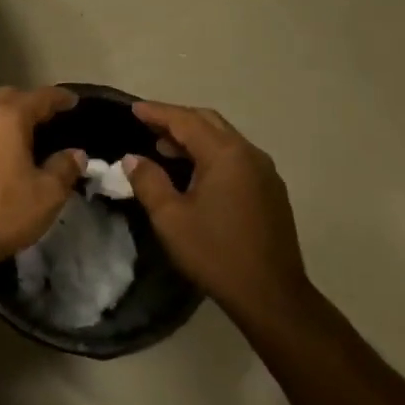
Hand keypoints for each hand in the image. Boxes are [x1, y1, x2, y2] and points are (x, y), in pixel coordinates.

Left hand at [0, 87, 85, 269]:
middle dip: (27, 103)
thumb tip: (76, 154)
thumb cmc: (2, 211)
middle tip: (44, 116)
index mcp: (6, 118)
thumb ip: (64, 169)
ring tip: (16, 139)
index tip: (73, 100)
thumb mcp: (47, 195)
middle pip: (6, 99)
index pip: (39, 97)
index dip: (59, 97)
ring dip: (1, 122)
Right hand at [124, 101, 310, 334]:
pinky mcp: (270, 190)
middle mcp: (249, 154)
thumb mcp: (170, 218)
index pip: (185, 120)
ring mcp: (264, 172)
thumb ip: (149, 181)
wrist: (271, 296)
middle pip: (208, 122)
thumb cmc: (216, 253)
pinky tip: (195, 172)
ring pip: (224, 139)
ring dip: (194, 137)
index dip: (157, 112)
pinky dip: (210, 153)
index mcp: (225, 154)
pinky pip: (235, 157)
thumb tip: (133, 158)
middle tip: (147, 123)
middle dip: (176, 119)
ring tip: (163, 148)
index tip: (133, 108)